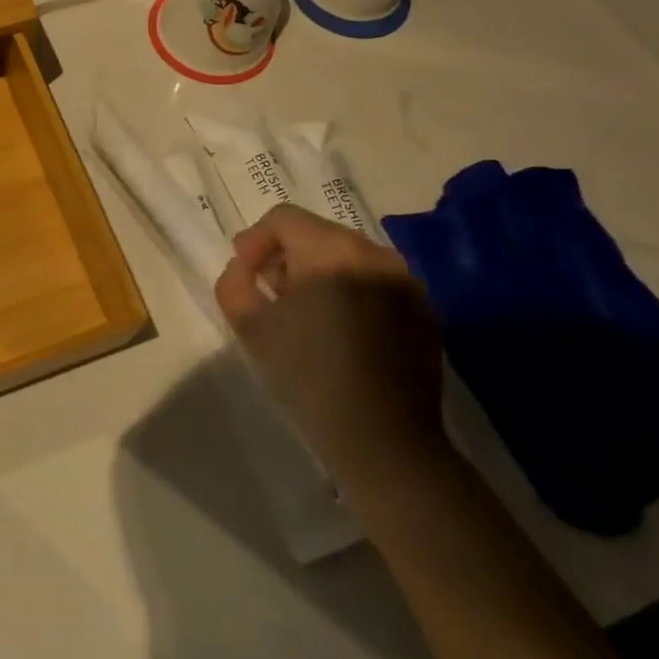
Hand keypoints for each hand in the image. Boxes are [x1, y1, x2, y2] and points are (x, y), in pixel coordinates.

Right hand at [214, 205, 446, 495]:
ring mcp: (405, 282)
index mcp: (331, 250)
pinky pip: (376, 283)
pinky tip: (340, 333)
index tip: (245, 273)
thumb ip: (234, 281)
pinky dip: (352, 292)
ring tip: (305, 314)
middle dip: (287, 255)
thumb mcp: (249, 326)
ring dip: (319, 273)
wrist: (383, 440)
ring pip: (349, 257)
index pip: (283, 218)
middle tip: (269, 293)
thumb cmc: (307, 375)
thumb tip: (245, 266)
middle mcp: (374, 253)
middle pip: (318, 233)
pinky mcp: (423, 311)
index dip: (255, 240)